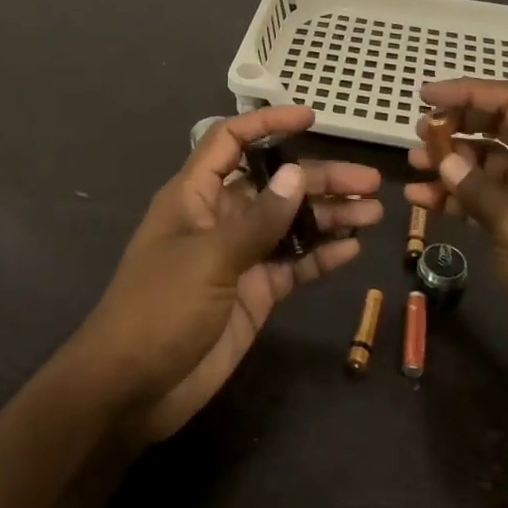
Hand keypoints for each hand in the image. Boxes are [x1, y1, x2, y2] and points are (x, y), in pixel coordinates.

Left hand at [69, 106, 380, 443]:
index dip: (268, 125)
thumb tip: (298, 174)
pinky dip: (321, 257)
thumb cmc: (159, 308)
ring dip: (329, 217)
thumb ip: (258, 220)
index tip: (311, 118)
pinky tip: (352, 250)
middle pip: (275, 185)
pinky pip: (293, 266)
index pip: (231, 142)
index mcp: (195, 196)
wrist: (133, 388)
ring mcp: (239, 257)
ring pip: (290, 225)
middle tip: (369, 182)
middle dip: (319, 179)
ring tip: (374, 212)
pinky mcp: (254, 293)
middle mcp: (220, 219)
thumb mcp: (209, 258)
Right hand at [405, 79, 507, 369]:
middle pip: (500, 128)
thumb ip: (475, 187)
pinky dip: (459, 196)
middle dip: (457, 127)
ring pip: (490, 164)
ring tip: (413, 164)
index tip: (425, 94)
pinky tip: (422, 199)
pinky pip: (488, 197)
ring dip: (452, 163)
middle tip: (417, 132)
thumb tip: (440, 158)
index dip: (468, 92)